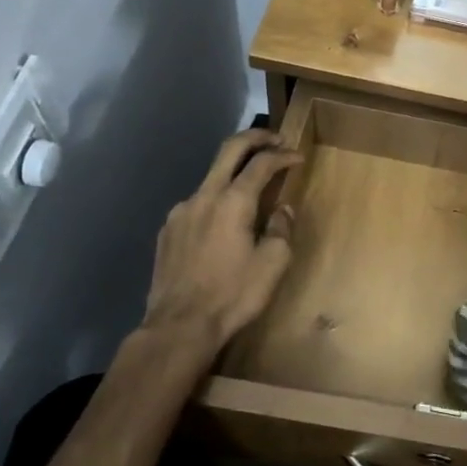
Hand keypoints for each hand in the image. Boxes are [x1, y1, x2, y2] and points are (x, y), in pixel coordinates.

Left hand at [140, 130, 301, 370]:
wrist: (179, 327)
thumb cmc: (233, 295)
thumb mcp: (273, 264)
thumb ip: (281, 229)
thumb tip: (282, 210)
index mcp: (233, 201)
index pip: (262, 163)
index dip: (283, 156)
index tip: (298, 158)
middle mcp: (204, 196)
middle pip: (229, 150)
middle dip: (256, 139)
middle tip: (276, 140)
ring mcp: (181, 212)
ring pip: (211, 178)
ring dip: (234, 173)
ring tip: (252, 189)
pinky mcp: (168, 231)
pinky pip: (197, 203)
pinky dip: (216, 200)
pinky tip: (224, 222)